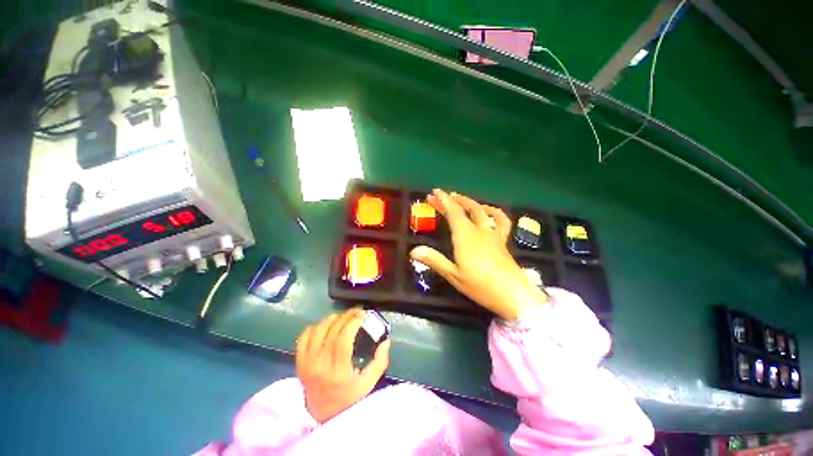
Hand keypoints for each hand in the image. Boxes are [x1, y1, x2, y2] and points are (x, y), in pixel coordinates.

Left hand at [296, 308, 390, 422]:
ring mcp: (306, 363)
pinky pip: (303, 337)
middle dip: (347, 316)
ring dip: (333, 318)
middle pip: (332, 330)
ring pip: (318, 329)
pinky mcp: (299, 361)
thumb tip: (386, 340)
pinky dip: (315, 327)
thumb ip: (379, 362)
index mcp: (338, 371)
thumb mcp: (368, 383)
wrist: (322, 413)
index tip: (364, 315)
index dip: (353, 322)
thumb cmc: (348, 399)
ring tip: (344, 317)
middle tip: (358, 312)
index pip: (343, 338)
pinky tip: (326, 326)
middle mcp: (319, 365)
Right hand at [410, 189, 548, 320]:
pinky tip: (489, 211)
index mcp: (465, 236)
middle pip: (466, 208)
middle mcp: (479, 230)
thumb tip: (413, 251)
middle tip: (441, 196)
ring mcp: (493, 234)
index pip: (453, 212)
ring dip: (471, 202)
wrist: (512, 294)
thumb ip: (434, 260)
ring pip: (482, 211)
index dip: (443, 200)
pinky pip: (500, 221)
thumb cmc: (480, 285)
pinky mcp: (502, 241)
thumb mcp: (453, 275)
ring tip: (462, 199)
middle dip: (453, 200)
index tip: (434, 192)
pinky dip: (494, 212)